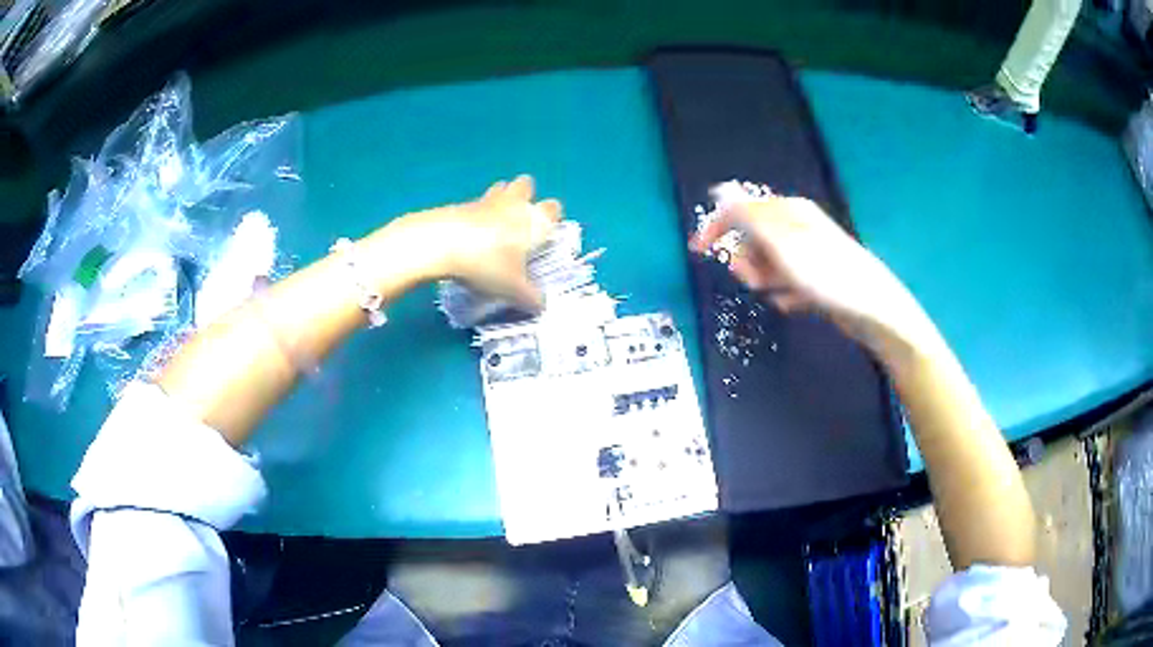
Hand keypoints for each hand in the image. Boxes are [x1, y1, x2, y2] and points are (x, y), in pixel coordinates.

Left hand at [423, 175, 561, 310]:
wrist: (442, 243)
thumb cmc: (488, 264)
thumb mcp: (513, 290)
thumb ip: (531, 298)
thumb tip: (541, 306)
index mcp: (534, 221)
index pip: (553, 209)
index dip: (552, 218)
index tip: (545, 233)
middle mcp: (514, 204)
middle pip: (526, 185)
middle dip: (526, 196)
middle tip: (519, 220)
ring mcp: (486, 200)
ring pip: (501, 188)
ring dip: (501, 199)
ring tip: (494, 223)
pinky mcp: (460, 204)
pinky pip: (475, 203)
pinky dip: (476, 214)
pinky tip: (469, 234)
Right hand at [690, 187, 936, 354]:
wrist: (872, 308)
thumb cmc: (826, 274)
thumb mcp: (781, 243)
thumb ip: (748, 216)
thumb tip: (720, 190)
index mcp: (788, 212)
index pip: (742, 209)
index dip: (718, 227)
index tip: (697, 250)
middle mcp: (797, 227)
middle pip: (753, 239)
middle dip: (747, 260)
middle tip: (755, 280)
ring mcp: (809, 253)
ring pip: (769, 263)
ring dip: (764, 279)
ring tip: (777, 293)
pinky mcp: (817, 277)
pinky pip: (786, 283)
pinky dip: (784, 292)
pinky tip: (794, 303)